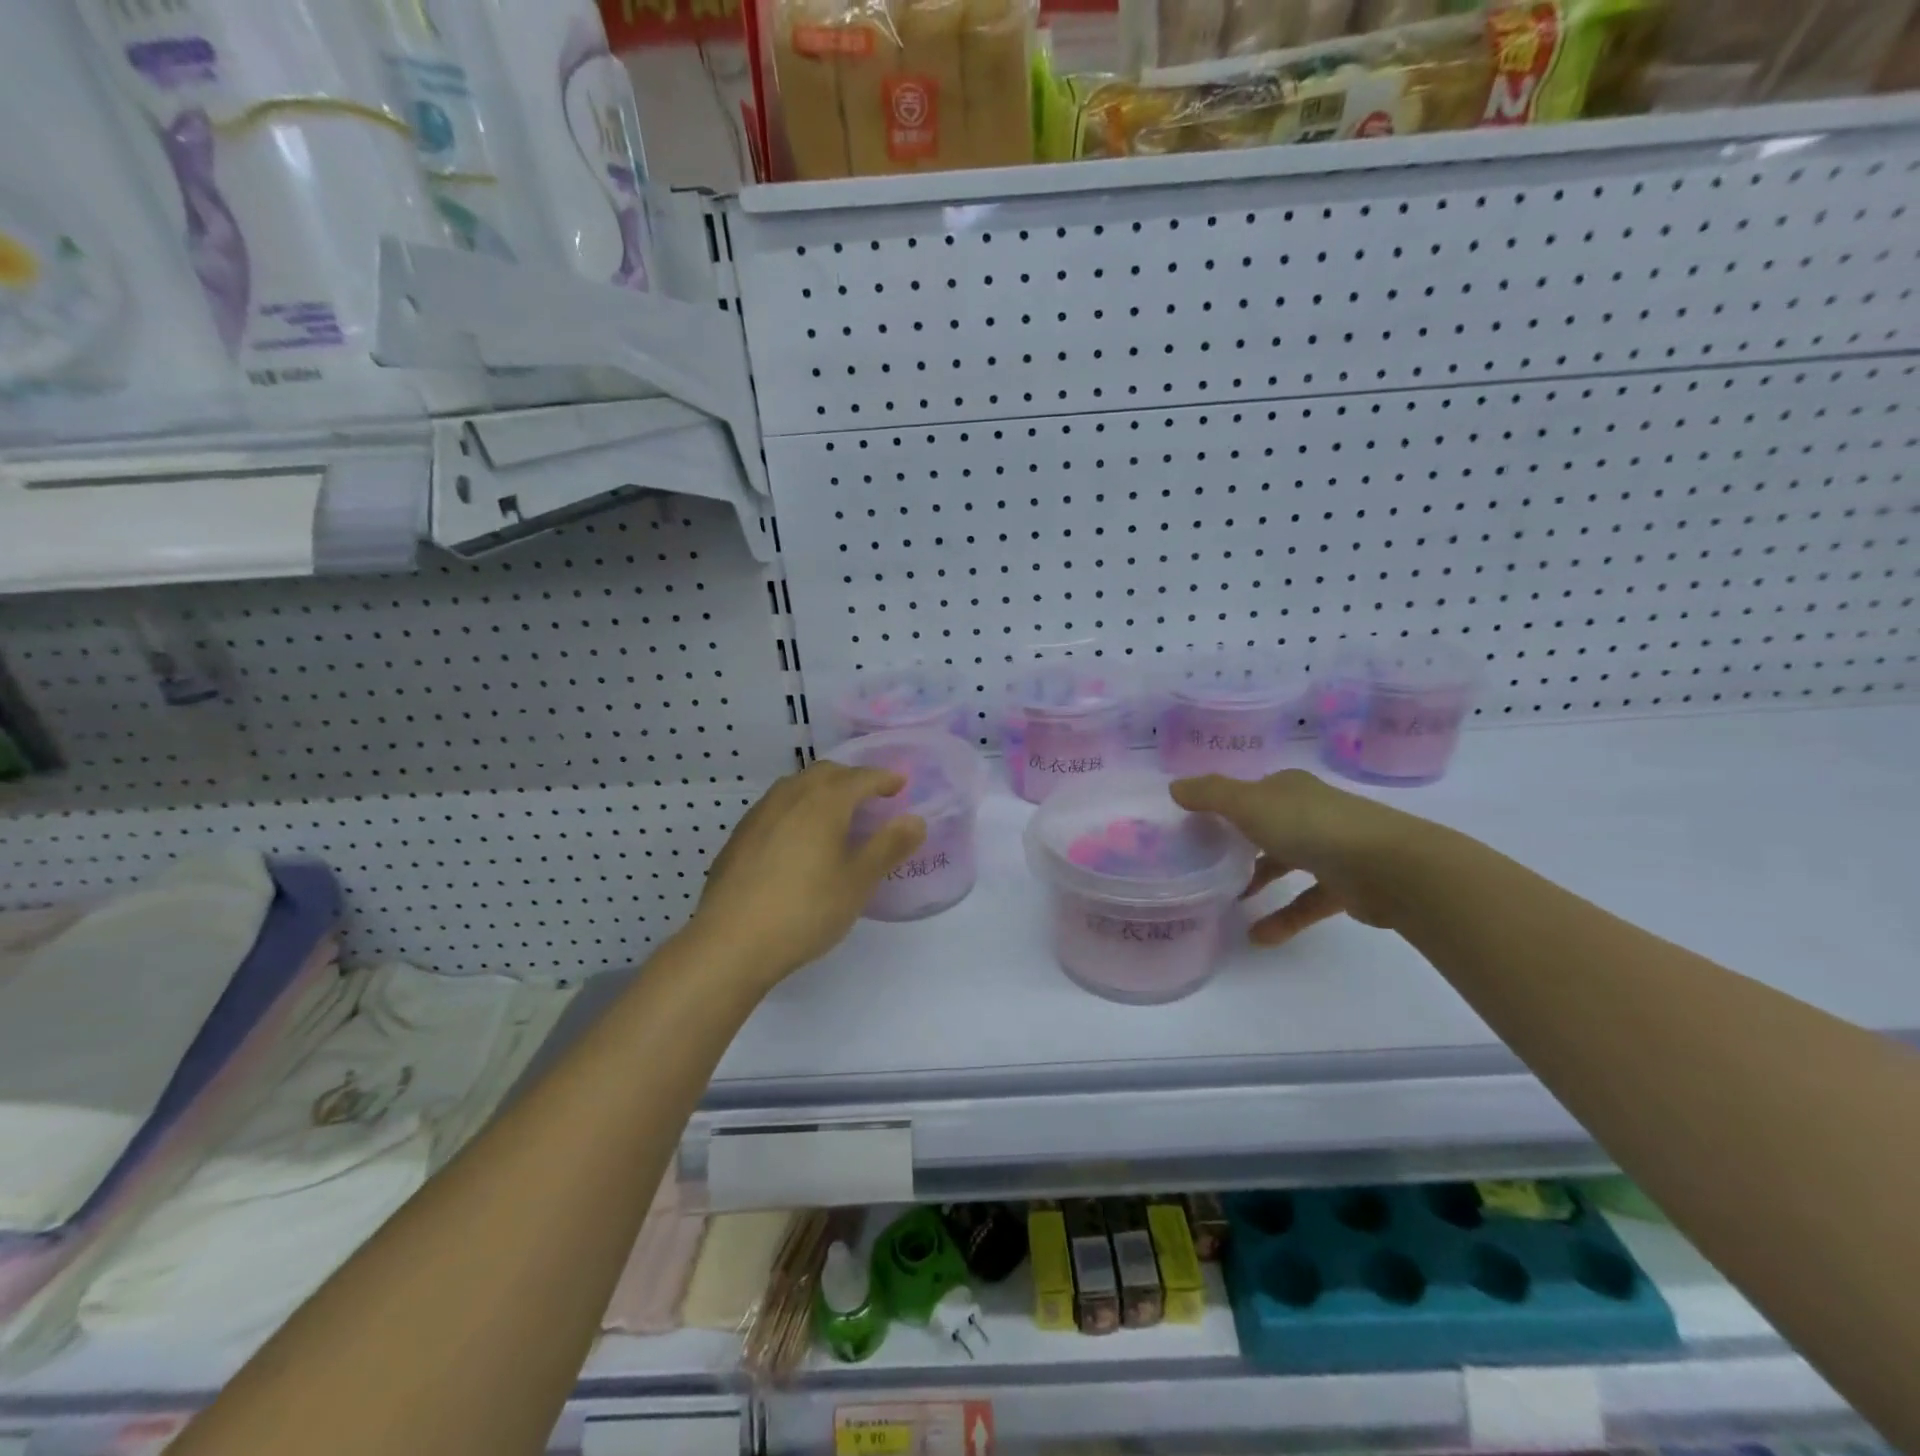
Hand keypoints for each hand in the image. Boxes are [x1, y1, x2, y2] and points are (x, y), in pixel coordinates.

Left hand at [690, 762, 926, 988]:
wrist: (731, 942)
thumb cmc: (806, 909)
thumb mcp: (858, 881)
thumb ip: (889, 846)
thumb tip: (915, 820)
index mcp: (824, 801)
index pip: (861, 777)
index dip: (884, 778)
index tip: (901, 783)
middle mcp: (790, 796)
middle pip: (826, 773)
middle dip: (852, 778)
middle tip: (871, 796)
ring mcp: (759, 814)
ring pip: (796, 786)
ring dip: (821, 790)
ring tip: (836, 813)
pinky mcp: (739, 836)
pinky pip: (776, 807)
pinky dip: (797, 809)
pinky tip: (798, 838)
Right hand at [1170, 769, 1427, 945]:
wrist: (1389, 867)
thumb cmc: (1310, 826)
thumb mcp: (1248, 804)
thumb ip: (1209, 796)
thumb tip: (1174, 788)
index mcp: (1288, 788)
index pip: (1250, 792)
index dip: (1223, 805)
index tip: (1195, 825)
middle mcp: (1310, 812)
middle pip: (1267, 825)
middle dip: (1239, 843)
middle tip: (1205, 863)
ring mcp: (1332, 849)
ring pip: (1287, 864)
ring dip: (1259, 881)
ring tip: (1228, 901)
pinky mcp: (1347, 886)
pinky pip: (1307, 902)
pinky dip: (1284, 918)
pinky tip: (1259, 937)